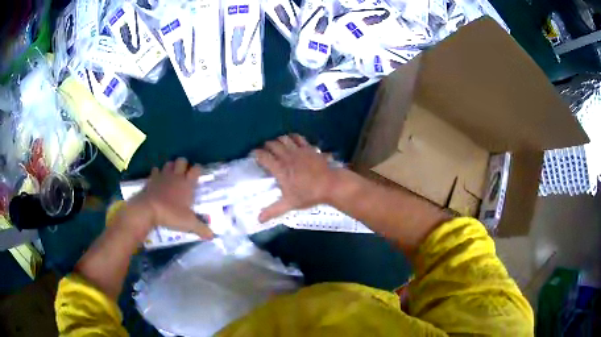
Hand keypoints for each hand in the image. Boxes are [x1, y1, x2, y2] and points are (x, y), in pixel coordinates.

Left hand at [123, 158, 213, 240]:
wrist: (148, 210)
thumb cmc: (171, 214)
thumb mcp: (189, 224)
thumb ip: (201, 229)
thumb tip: (212, 236)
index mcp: (187, 184)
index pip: (196, 169)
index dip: (198, 169)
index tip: (198, 174)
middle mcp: (176, 176)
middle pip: (182, 161)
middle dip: (184, 164)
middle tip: (184, 174)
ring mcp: (162, 176)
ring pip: (168, 164)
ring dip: (171, 167)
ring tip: (172, 175)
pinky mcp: (151, 179)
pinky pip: (155, 171)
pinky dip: (157, 173)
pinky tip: (158, 179)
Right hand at [253, 134, 339, 222]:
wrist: (330, 185)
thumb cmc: (309, 194)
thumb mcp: (289, 203)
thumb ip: (273, 210)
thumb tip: (259, 220)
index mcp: (280, 168)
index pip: (263, 156)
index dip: (256, 154)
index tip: (253, 155)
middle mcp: (287, 156)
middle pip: (272, 144)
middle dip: (266, 146)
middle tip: (265, 152)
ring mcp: (299, 150)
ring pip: (284, 139)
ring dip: (278, 140)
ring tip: (277, 146)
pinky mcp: (309, 148)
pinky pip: (298, 138)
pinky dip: (293, 137)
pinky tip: (292, 141)